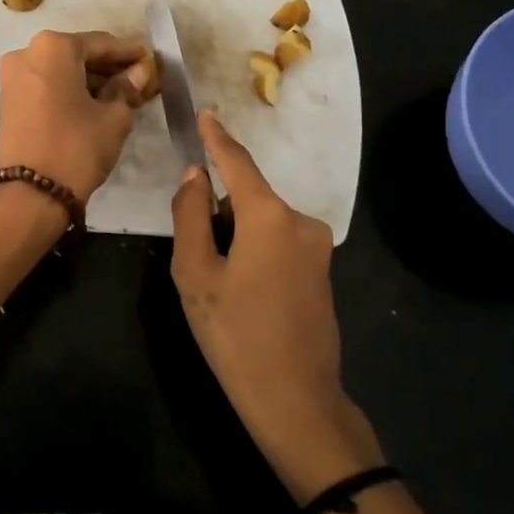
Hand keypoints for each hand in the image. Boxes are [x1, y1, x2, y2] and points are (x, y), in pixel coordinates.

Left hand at [0, 30, 149, 201]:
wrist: (29, 195)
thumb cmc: (76, 147)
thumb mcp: (113, 117)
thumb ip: (127, 88)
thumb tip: (140, 73)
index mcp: (53, 47)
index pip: (101, 43)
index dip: (129, 53)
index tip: (150, 60)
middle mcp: (27, 53)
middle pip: (77, 54)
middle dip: (108, 67)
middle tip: (138, 80)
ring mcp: (12, 77)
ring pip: (60, 71)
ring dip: (89, 80)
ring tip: (120, 95)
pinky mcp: (7, 101)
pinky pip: (46, 86)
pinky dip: (69, 91)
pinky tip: (93, 104)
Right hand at [170, 111, 382, 500]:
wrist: (296, 399)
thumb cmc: (235, 334)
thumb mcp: (196, 274)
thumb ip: (191, 216)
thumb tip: (194, 176)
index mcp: (269, 216)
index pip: (238, 162)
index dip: (217, 137)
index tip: (204, 113)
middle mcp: (301, 221)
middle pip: (249, 197)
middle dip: (219, 211)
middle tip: (194, 255)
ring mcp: (317, 247)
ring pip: (263, 222)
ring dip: (236, 234)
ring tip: (216, 282)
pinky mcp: (323, 271)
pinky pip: (279, 242)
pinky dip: (255, 249)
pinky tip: (242, 291)